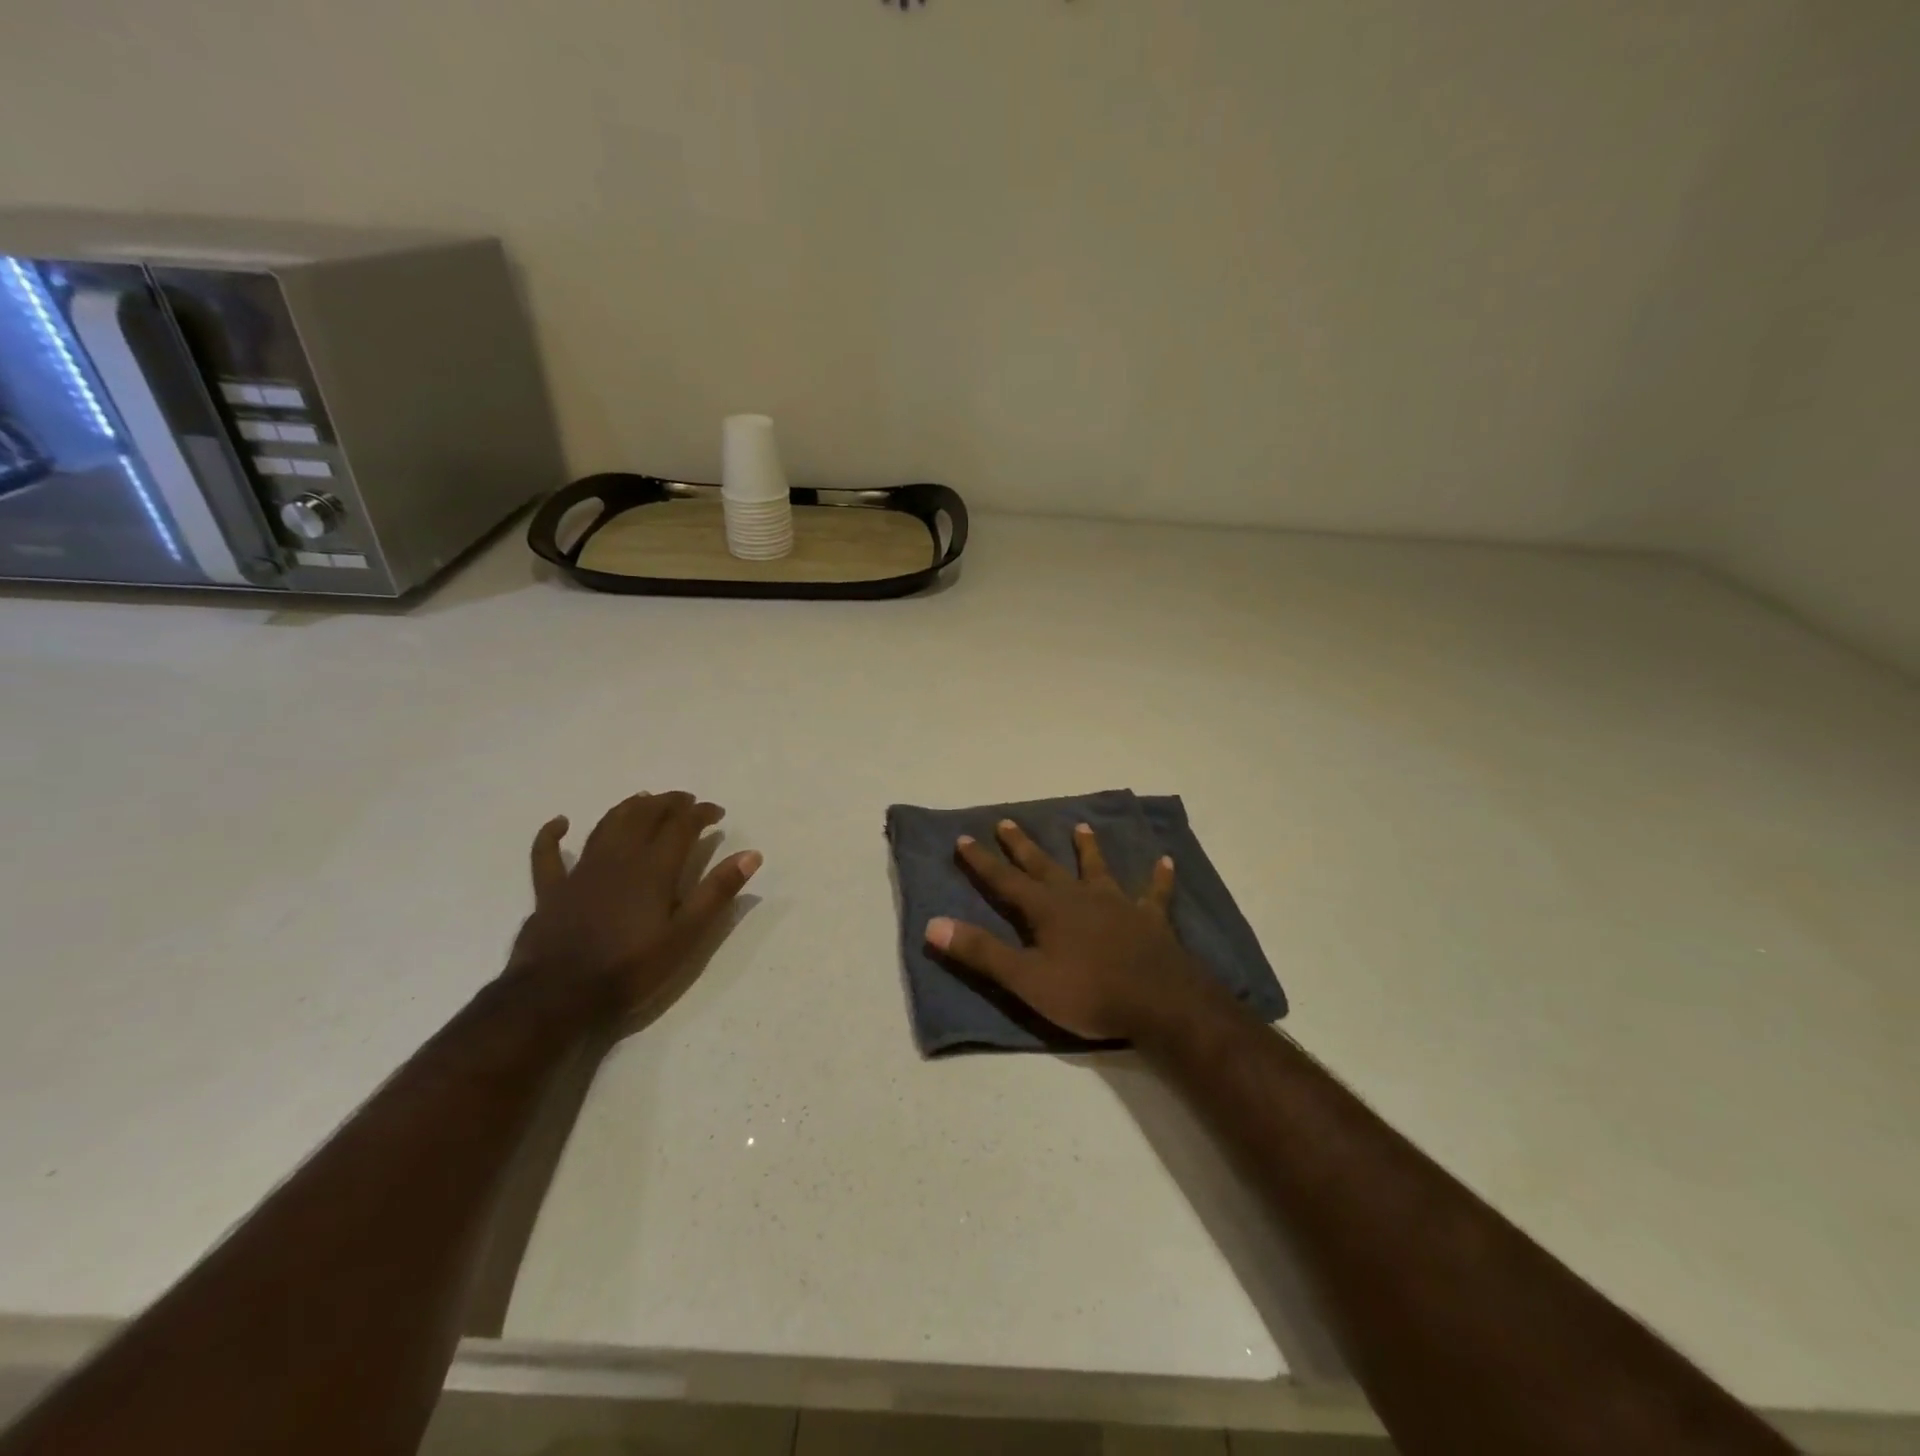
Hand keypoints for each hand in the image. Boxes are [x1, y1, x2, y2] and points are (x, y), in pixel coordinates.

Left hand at [508, 791, 760, 1019]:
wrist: (558, 996)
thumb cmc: (631, 968)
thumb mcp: (686, 936)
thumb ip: (717, 892)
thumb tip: (751, 854)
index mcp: (654, 868)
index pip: (682, 825)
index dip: (701, 813)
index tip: (717, 812)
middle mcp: (618, 858)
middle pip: (645, 815)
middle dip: (668, 802)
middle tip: (686, 801)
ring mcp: (581, 871)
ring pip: (606, 825)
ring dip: (628, 807)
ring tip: (644, 799)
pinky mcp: (552, 890)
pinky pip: (548, 854)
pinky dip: (552, 835)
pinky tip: (560, 823)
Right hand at [926, 819, 1214, 1040]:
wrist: (1158, 1001)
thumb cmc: (1087, 992)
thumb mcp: (1025, 979)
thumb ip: (981, 951)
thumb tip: (932, 924)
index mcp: (1047, 909)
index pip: (1005, 880)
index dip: (982, 861)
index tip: (963, 838)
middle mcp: (1079, 896)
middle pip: (1044, 866)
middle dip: (1022, 846)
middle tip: (1006, 821)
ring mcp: (1118, 904)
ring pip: (1097, 869)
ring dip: (1087, 848)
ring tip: (1081, 827)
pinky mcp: (1150, 919)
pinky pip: (1154, 893)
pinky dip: (1159, 877)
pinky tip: (1165, 861)